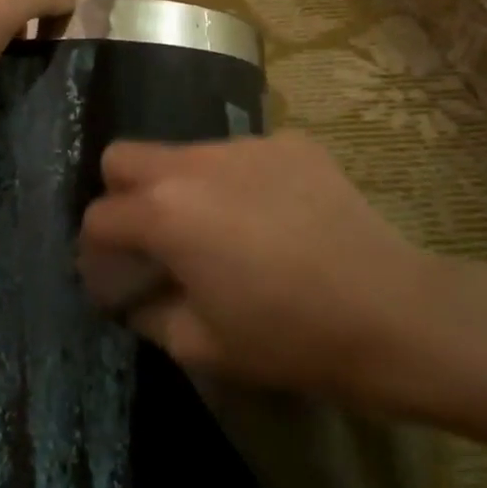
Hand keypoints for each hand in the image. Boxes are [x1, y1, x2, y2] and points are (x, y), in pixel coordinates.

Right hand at [79, 133, 439, 405]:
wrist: (391, 312)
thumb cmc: (288, 337)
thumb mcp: (201, 344)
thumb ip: (150, 313)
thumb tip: (135, 296)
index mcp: (164, 212)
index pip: (99, 218)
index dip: (94, 255)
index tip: (113, 283)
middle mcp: (193, 163)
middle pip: (123, 158)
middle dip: (121, 198)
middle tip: (151, 241)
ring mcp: (245, 145)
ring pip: (184, 154)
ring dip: (182, 189)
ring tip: (221, 233)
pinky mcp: (289, 143)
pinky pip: (240, 157)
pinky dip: (236, 183)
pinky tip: (270, 219)